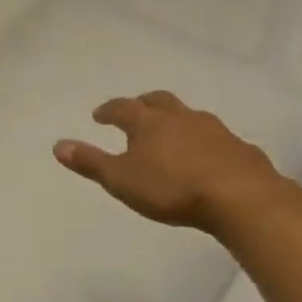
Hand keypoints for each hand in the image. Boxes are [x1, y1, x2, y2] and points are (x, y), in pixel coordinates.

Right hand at [53, 91, 284, 231]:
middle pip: (158, 101)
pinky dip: (206, 142)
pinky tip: (208, 157)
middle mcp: (180, 117)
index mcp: (148, 122)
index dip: (108, 111)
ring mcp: (214, 130)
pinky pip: (218, 138)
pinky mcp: (241, 149)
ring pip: (189, 116)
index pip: (122, 108)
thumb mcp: (121, 180)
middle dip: (144, 104)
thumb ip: (90, 162)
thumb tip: (58, 145)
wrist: (244, 200)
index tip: (99, 116)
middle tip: (136, 111)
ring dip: (177, 120)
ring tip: (172, 134)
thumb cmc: (173, 188)